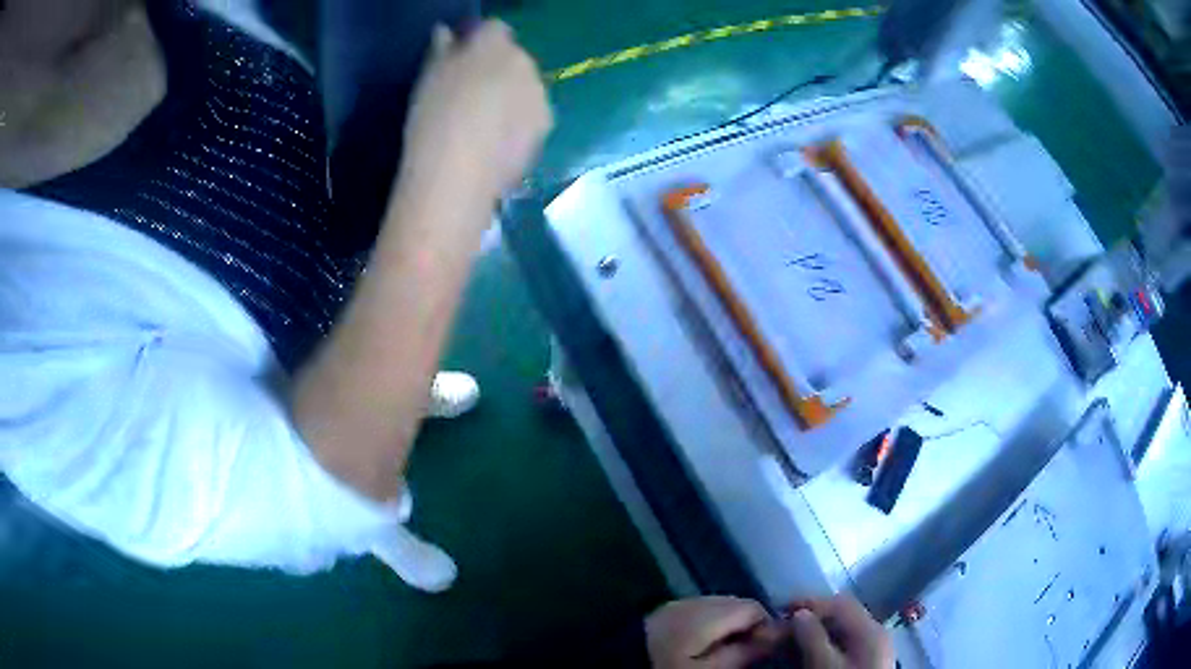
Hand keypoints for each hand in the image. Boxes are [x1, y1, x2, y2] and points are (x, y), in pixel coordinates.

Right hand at [400, 20, 552, 207]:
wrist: (457, 175)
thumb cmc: (434, 119)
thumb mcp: (428, 79)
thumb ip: (442, 50)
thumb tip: (446, 34)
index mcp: (496, 44)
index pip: (494, 29)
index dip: (477, 42)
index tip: (459, 61)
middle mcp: (526, 64)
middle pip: (514, 58)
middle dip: (497, 69)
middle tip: (470, 94)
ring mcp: (540, 97)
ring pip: (526, 87)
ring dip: (511, 96)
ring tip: (483, 123)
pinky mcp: (546, 128)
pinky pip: (531, 115)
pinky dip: (518, 122)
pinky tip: (496, 142)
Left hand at [644, 596, 785, 668]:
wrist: (618, 663)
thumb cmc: (667, 668)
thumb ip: (744, 653)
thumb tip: (777, 637)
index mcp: (708, 613)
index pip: (754, 607)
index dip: (766, 626)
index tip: (766, 648)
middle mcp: (695, 600)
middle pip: (737, 604)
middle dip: (749, 624)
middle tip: (748, 650)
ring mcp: (678, 603)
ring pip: (720, 606)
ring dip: (730, 623)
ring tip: (728, 648)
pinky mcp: (666, 610)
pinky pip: (701, 610)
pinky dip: (711, 622)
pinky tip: (706, 642)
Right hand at [787, 596, 894, 668]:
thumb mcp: (824, 665)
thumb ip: (812, 638)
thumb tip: (799, 614)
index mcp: (870, 628)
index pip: (840, 603)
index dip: (811, 603)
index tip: (782, 611)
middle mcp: (875, 632)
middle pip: (842, 615)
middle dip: (813, 619)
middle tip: (784, 630)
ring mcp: (874, 648)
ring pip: (843, 631)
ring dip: (818, 633)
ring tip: (792, 643)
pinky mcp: (868, 661)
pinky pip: (846, 645)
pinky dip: (826, 645)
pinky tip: (810, 655)